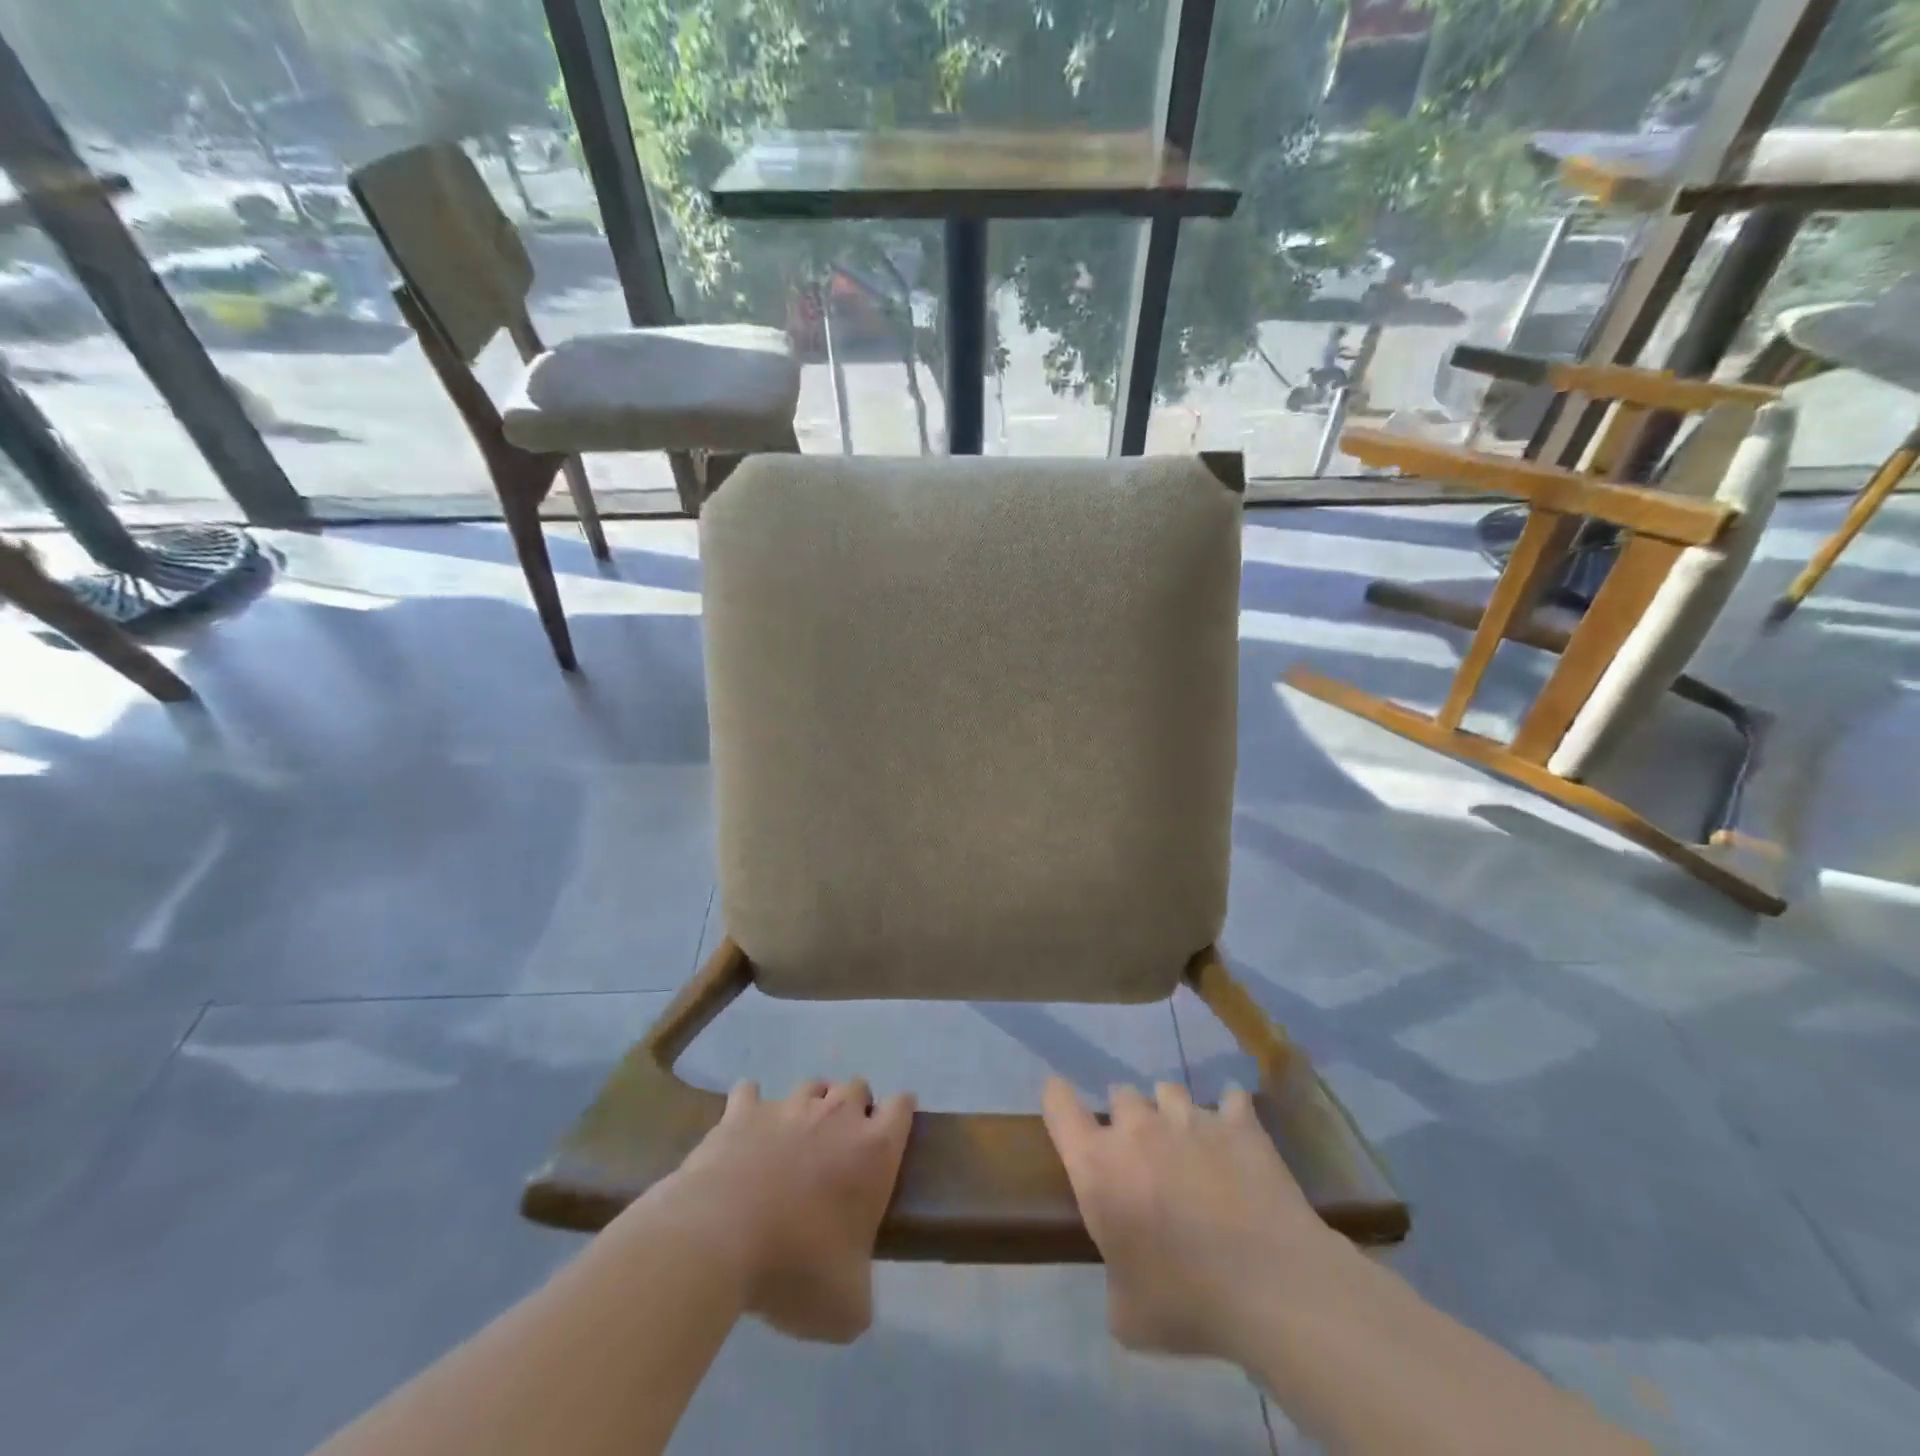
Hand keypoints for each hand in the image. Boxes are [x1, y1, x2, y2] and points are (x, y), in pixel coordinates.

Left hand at [646, 1078, 914, 1343]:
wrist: (719, 1240)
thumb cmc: (795, 1268)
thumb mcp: (846, 1307)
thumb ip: (862, 1289)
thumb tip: (854, 1291)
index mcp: (873, 1150)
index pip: (901, 1107)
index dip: (899, 1116)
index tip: (891, 1137)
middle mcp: (836, 1115)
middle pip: (857, 1087)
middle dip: (854, 1109)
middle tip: (840, 1150)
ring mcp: (788, 1107)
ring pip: (810, 1087)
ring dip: (810, 1106)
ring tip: (795, 1140)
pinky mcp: (743, 1111)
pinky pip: (749, 1093)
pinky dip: (749, 1106)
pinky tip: (744, 1128)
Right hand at [1042, 1075, 1342, 1361]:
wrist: (1270, 1288)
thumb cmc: (1186, 1302)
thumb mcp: (1127, 1315)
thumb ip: (1114, 1279)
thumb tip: (1125, 1276)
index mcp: (1098, 1166)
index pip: (1059, 1106)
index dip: (1058, 1100)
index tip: (1063, 1105)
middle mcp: (1138, 1129)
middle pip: (1120, 1094)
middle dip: (1127, 1120)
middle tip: (1143, 1156)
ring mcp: (1190, 1118)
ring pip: (1169, 1092)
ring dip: (1172, 1114)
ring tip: (1190, 1146)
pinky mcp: (1239, 1123)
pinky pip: (1231, 1100)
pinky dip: (1231, 1116)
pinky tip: (1237, 1137)